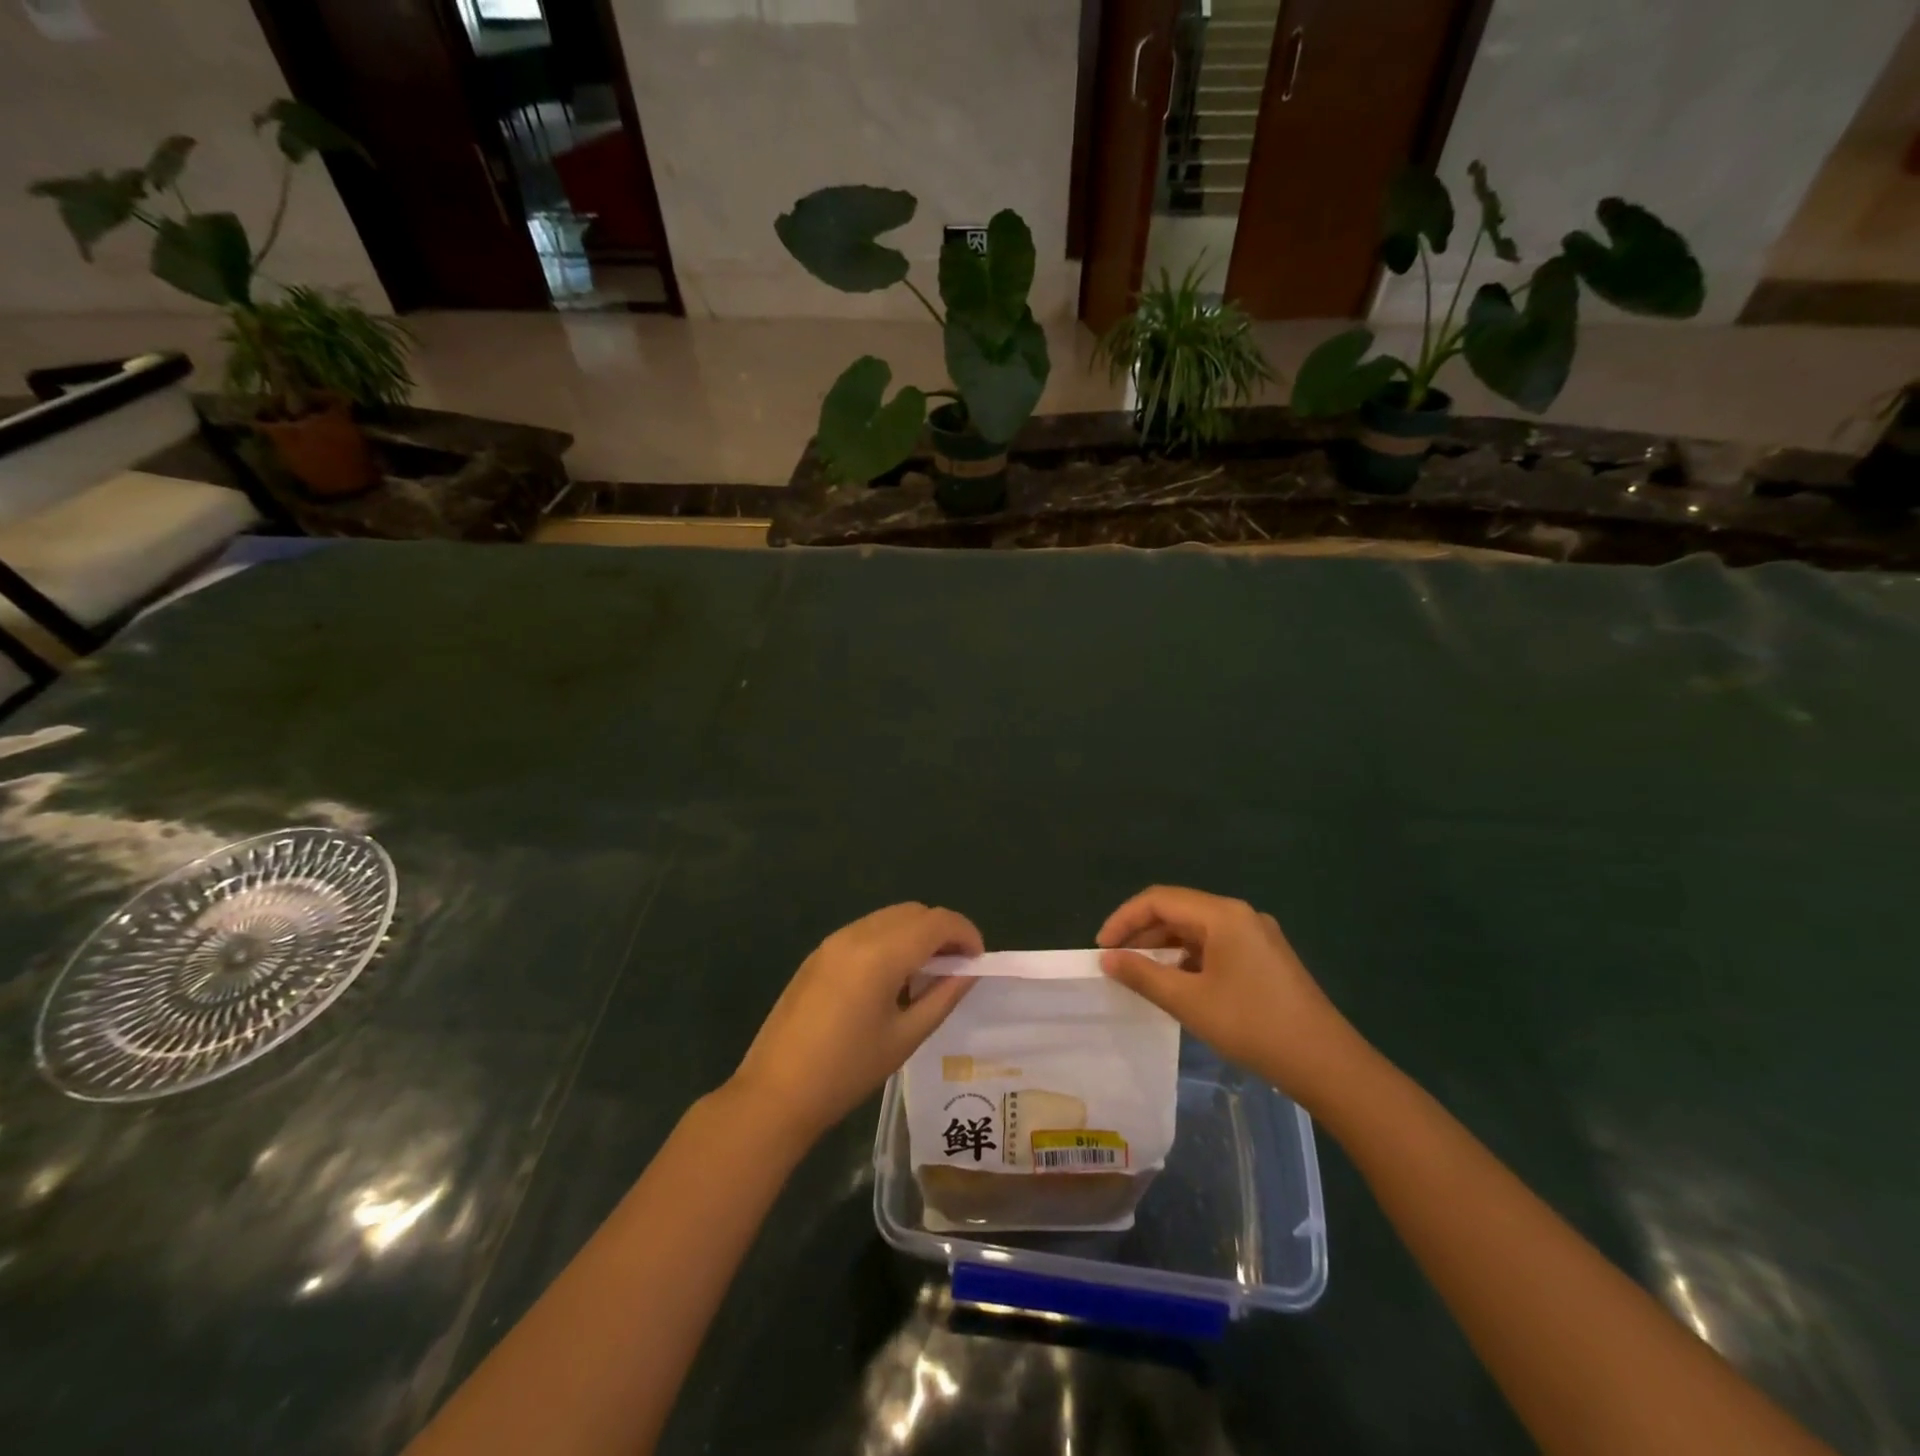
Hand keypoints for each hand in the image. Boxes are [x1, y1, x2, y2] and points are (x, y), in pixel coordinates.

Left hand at [730, 903, 982, 1140]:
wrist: (775, 1093)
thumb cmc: (846, 1072)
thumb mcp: (905, 1037)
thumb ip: (943, 996)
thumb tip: (969, 971)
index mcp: (881, 954)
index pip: (937, 922)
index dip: (966, 934)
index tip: (978, 961)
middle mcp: (857, 934)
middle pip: (914, 912)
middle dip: (942, 931)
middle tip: (956, 968)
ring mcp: (834, 941)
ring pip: (890, 917)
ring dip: (916, 934)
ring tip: (926, 975)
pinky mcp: (819, 953)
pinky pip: (867, 930)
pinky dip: (891, 941)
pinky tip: (891, 979)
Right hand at [1098, 886, 1362, 1104]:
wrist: (1326, 1063)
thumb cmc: (1252, 1026)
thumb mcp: (1189, 1002)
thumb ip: (1143, 975)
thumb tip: (1108, 958)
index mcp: (1222, 914)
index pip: (1158, 900)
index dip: (1124, 919)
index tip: (1101, 948)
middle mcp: (1239, 914)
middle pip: (1178, 910)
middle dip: (1142, 933)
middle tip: (1116, 963)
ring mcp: (1256, 935)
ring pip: (1196, 929)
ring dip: (1164, 947)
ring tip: (1141, 975)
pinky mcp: (1265, 957)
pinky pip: (1215, 945)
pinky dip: (1188, 958)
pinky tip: (1178, 984)